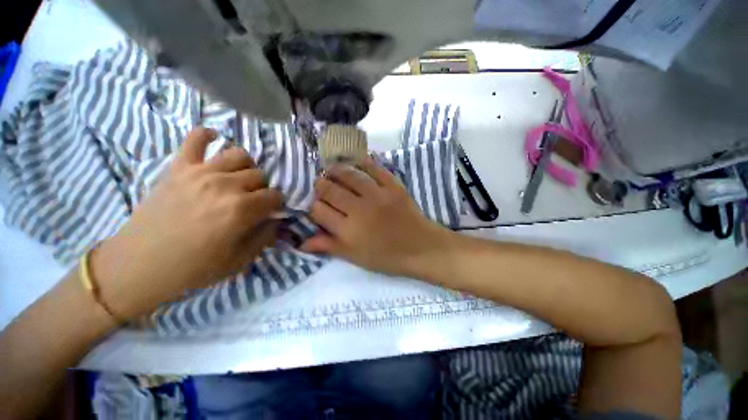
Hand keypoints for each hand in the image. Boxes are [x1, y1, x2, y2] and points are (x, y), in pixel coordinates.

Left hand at [91, 127, 282, 319]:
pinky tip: (214, 140)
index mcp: (242, 209)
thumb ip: (265, 236)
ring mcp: (200, 172)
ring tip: (237, 179)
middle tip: (252, 200)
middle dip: (262, 188)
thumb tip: (276, 220)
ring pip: (239, 154)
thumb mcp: (240, 260)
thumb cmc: (194, 267)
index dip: (277, 204)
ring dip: (245, 167)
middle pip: (260, 175)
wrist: (140, 264)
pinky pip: (196, 138)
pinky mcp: (179, 167)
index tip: (270, 211)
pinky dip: (207, 135)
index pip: (275, 196)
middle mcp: (225, 185)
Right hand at [302, 158, 450, 277]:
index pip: (319, 211)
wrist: (421, 248)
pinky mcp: (393, 187)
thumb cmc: (387, 257)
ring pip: (349, 176)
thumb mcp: (355, 257)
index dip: (313, 206)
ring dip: (337, 170)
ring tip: (332, 169)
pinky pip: (375, 169)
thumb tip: (302, 242)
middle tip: (320, 183)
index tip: (316, 205)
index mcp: (348, 231)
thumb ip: (330, 246)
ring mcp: (377, 195)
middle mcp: (359, 209)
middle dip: (321, 185)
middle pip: (330, 190)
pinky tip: (357, 160)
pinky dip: (365, 162)